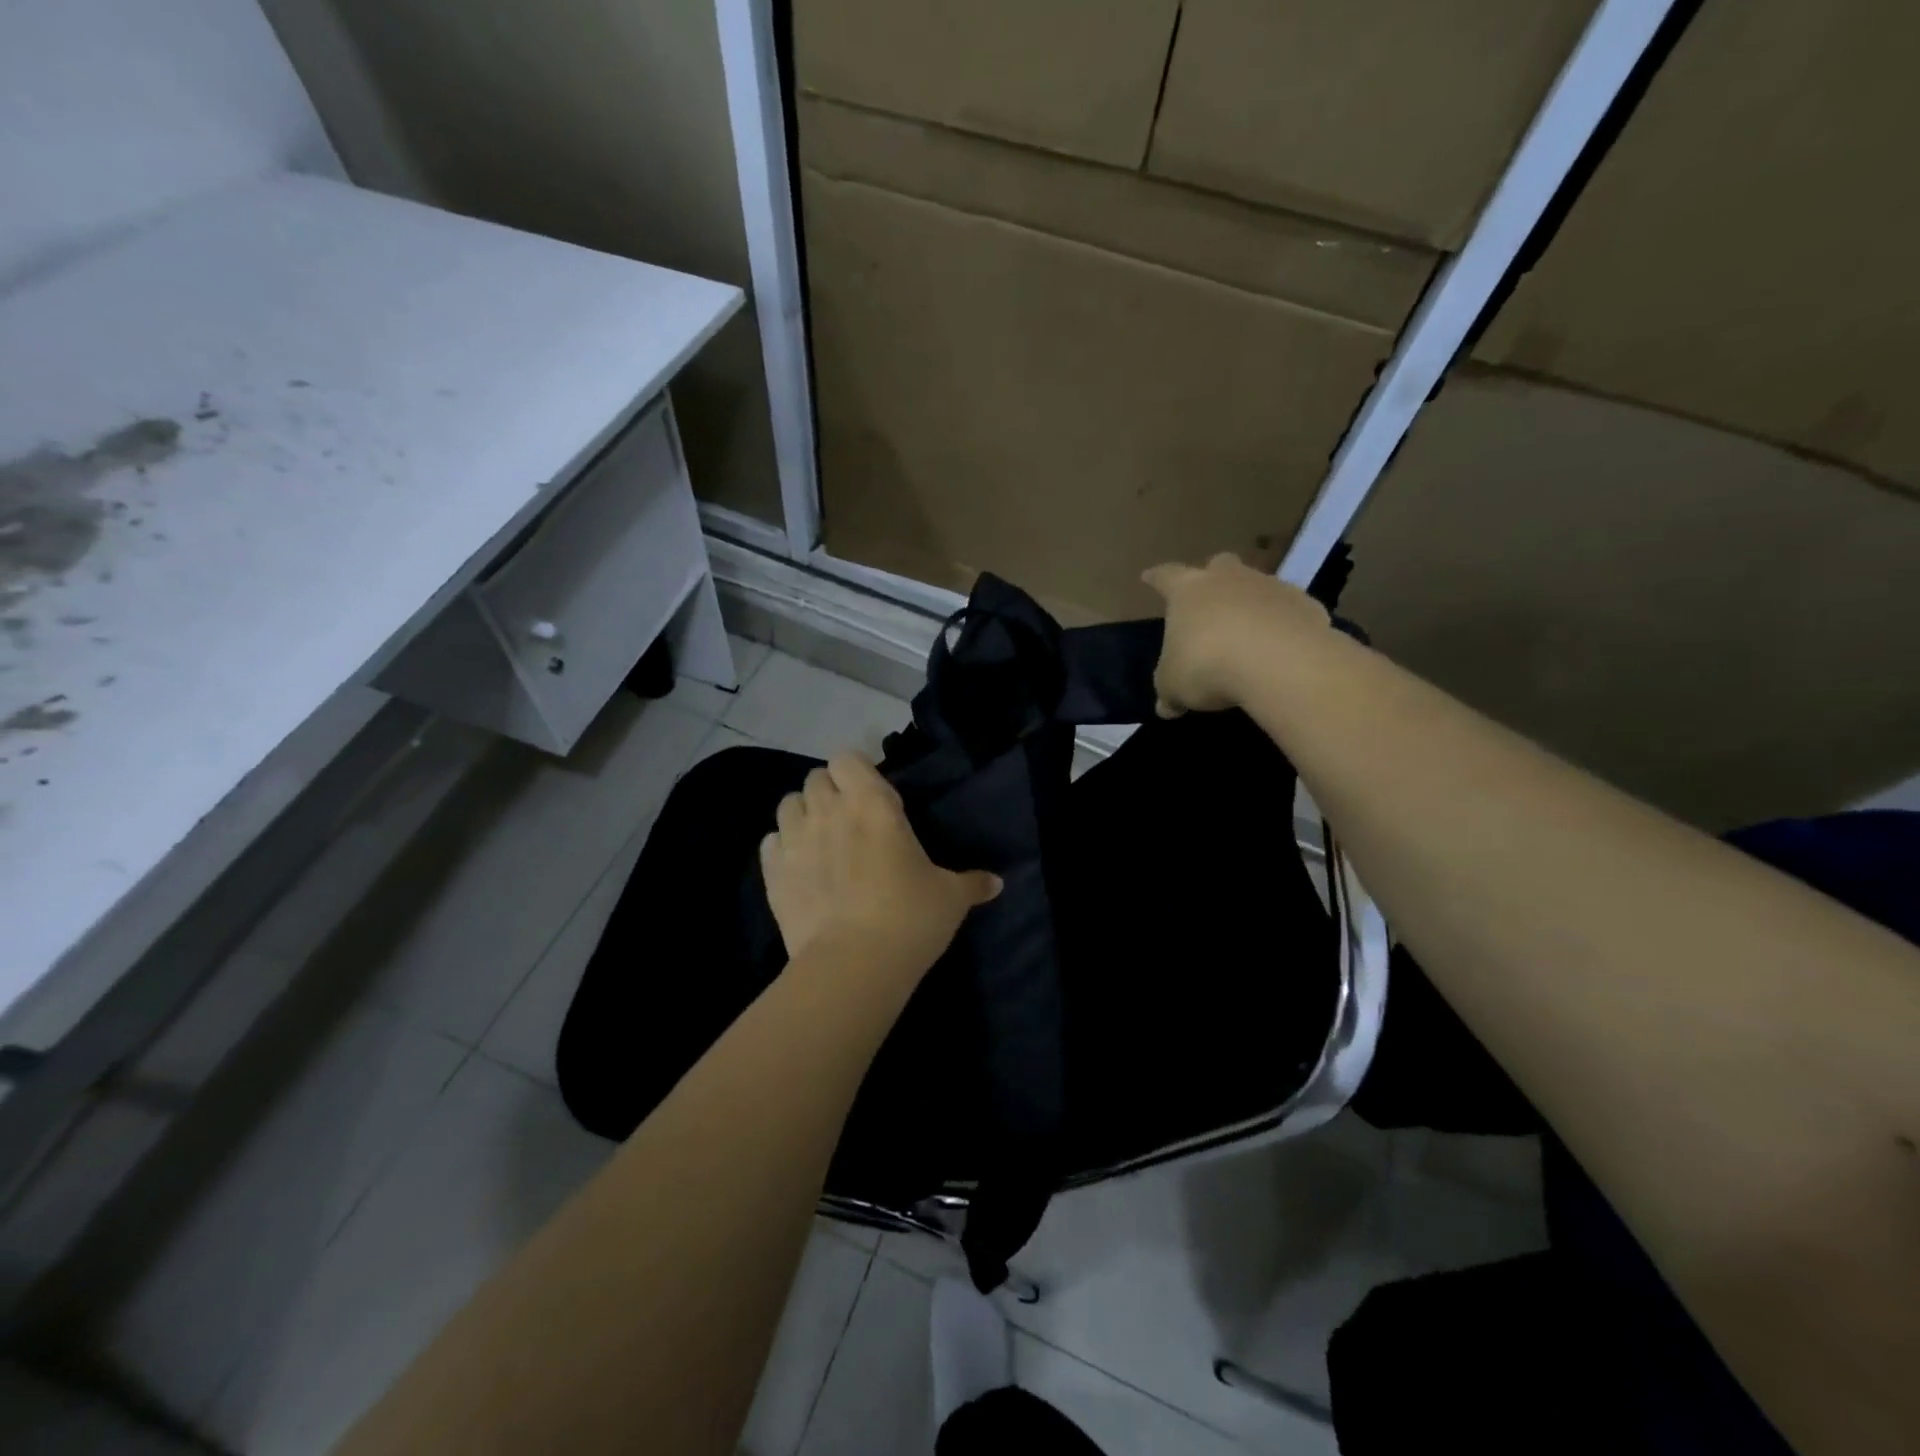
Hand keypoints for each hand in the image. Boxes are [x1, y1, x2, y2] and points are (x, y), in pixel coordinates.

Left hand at [761, 754, 1001, 976]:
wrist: (854, 964)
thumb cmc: (910, 917)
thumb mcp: (950, 898)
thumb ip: (972, 883)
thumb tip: (997, 883)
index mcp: (871, 803)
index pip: (848, 758)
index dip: (856, 771)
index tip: (871, 794)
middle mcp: (828, 810)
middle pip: (815, 778)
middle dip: (829, 791)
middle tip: (849, 819)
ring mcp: (794, 839)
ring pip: (787, 804)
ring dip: (802, 814)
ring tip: (819, 838)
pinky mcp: (772, 873)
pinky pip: (770, 842)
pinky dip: (781, 847)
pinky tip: (798, 867)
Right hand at [1141, 553, 1328, 717]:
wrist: (1279, 663)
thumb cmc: (1208, 666)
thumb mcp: (1175, 687)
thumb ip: (1169, 693)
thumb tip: (1166, 707)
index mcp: (1188, 591)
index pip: (1166, 576)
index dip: (1156, 578)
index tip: (1149, 576)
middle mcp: (1229, 578)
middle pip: (1219, 565)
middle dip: (1213, 578)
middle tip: (1211, 598)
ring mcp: (1271, 587)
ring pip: (1258, 586)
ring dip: (1252, 603)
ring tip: (1249, 633)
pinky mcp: (1307, 605)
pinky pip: (1290, 611)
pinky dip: (1285, 624)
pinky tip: (1283, 649)